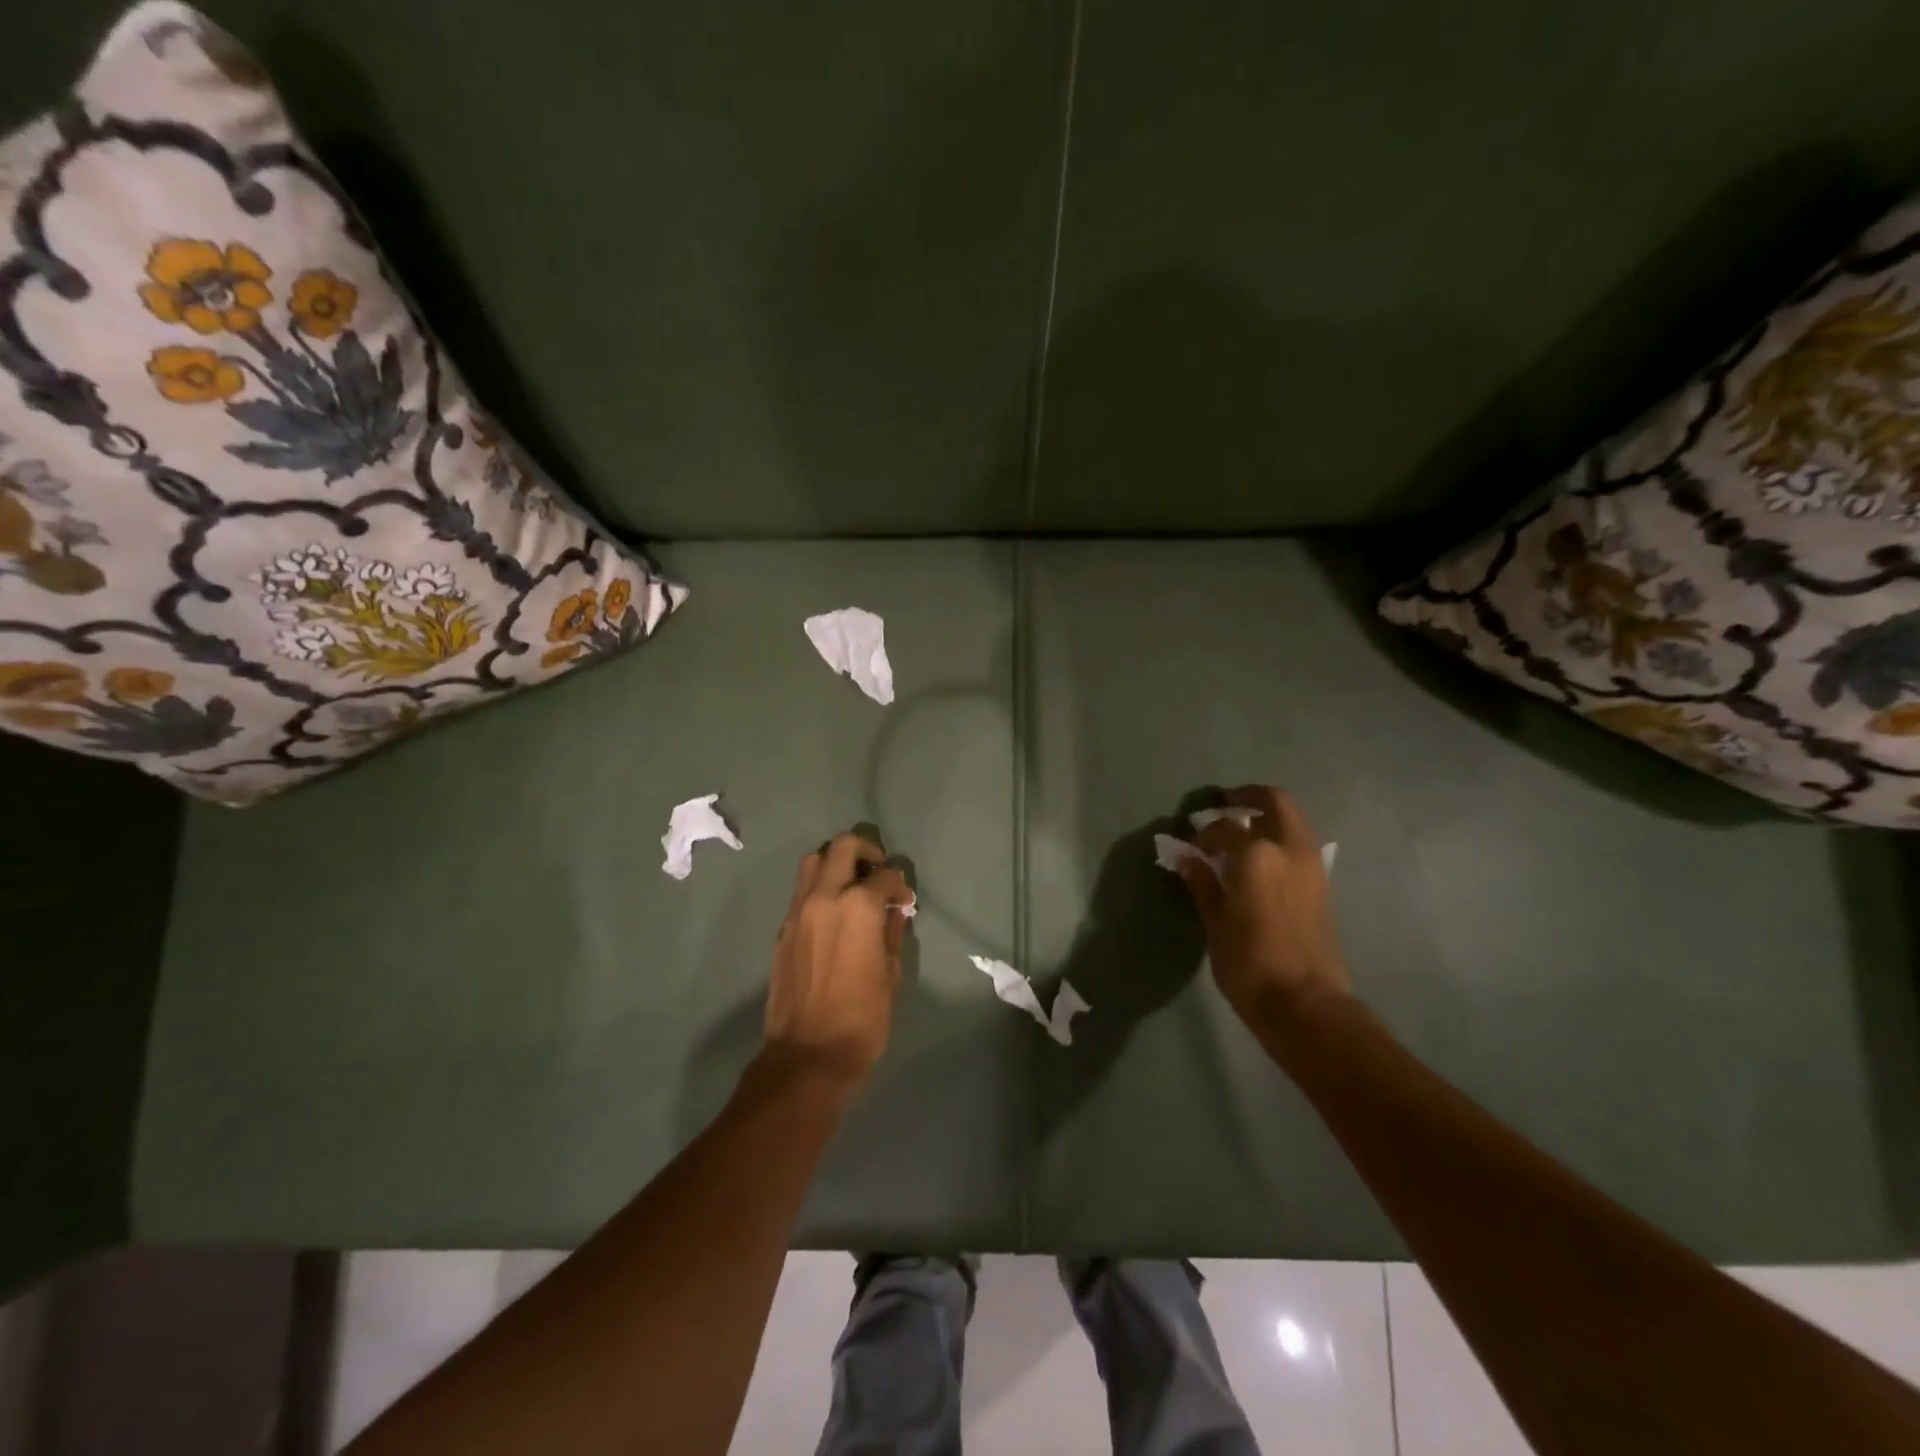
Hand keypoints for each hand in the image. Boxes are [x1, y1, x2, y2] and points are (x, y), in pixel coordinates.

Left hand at [762, 832, 913, 1089]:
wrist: (808, 1055)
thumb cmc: (862, 1018)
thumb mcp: (890, 974)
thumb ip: (892, 933)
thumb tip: (895, 912)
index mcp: (859, 906)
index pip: (884, 875)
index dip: (900, 885)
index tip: (904, 901)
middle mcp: (825, 897)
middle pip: (843, 847)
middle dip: (865, 851)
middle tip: (878, 870)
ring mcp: (798, 911)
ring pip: (813, 861)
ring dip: (835, 863)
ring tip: (851, 885)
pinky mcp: (783, 929)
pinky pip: (801, 892)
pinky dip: (819, 888)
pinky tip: (833, 914)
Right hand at [1176, 786, 1351, 1030]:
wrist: (1305, 1004)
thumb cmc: (1249, 963)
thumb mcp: (1215, 923)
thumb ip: (1202, 883)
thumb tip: (1184, 857)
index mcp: (1257, 855)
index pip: (1224, 828)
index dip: (1202, 834)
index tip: (1188, 847)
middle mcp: (1288, 849)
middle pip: (1274, 802)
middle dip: (1249, 797)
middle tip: (1225, 804)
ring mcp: (1311, 865)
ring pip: (1292, 820)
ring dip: (1268, 817)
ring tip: (1242, 832)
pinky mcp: (1322, 885)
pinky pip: (1300, 844)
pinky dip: (1281, 838)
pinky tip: (1260, 860)